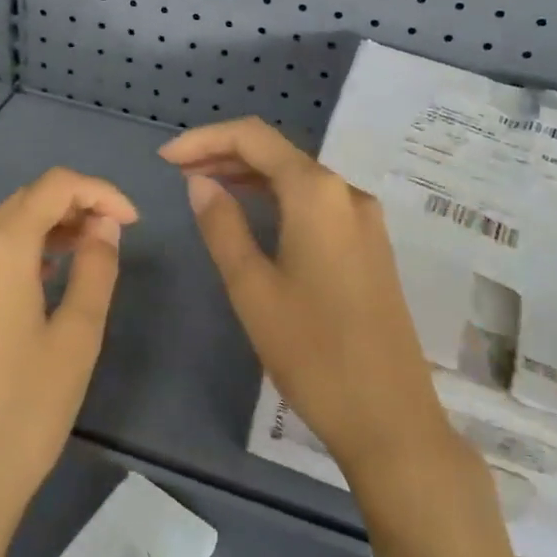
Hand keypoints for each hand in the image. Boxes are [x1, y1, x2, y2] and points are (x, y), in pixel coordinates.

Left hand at [0, 167, 137, 554]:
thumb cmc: (29, 409)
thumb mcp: (78, 336)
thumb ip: (95, 268)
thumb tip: (104, 226)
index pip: (52, 186)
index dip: (99, 191)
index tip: (132, 222)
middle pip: (25, 201)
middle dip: (74, 204)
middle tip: (115, 235)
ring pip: (4, 227)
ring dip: (49, 226)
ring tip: (90, 252)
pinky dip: (24, 250)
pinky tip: (49, 277)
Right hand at [160, 118, 455, 489]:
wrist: (390, 417)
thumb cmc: (312, 352)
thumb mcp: (252, 287)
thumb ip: (222, 226)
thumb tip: (199, 182)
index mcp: (317, 194)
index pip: (254, 138)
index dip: (205, 139)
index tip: (165, 159)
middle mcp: (347, 194)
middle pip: (278, 153)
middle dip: (224, 155)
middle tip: (177, 174)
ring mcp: (364, 220)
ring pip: (298, 178)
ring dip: (250, 177)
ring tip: (204, 189)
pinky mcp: (370, 247)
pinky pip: (316, 204)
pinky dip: (277, 200)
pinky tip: (252, 216)